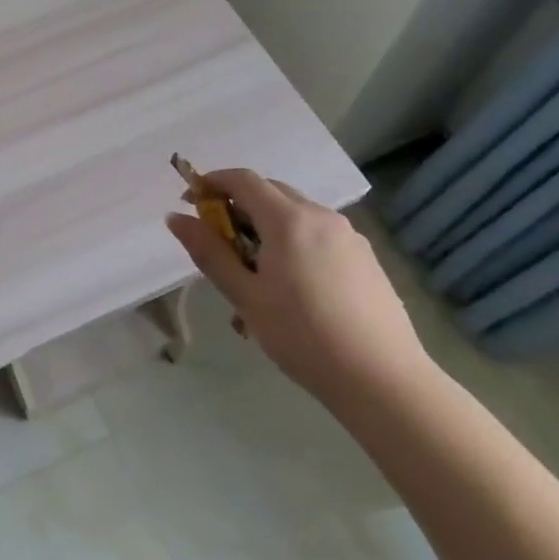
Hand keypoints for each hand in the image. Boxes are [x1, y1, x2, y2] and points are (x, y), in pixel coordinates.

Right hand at [165, 169, 431, 404]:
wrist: (382, 379)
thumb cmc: (302, 336)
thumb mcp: (245, 296)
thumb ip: (209, 252)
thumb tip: (176, 218)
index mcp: (288, 220)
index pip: (243, 180)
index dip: (212, 183)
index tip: (190, 202)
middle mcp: (321, 216)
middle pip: (271, 192)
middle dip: (238, 206)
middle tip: (218, 241)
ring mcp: (349, 236)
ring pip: (296, 215)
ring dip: (267, 228)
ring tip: (255, 275)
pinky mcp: (366, 258)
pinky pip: (319, 236)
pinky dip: (295, 243)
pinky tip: (293, 288)